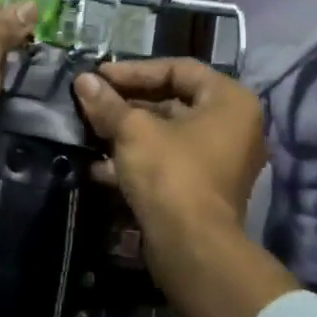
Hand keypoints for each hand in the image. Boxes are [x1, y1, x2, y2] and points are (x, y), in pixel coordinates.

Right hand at [72, 58, 266, 245]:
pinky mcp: (204, 190)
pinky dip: (137, 160)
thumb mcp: (133, 130)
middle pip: (173, 102)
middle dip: (128, 104)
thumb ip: (108, 103)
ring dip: (127, 133)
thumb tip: (83, 81)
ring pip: (167, 135)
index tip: (99, 77)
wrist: (191, 247)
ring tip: (90, 131)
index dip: (134, 70)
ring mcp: (221, 161)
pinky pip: (168, 162)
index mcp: (230, 101)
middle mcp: (234, 127)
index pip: (178, 69)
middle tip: (93, 102)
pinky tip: (99, 167)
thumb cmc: (170, 172)